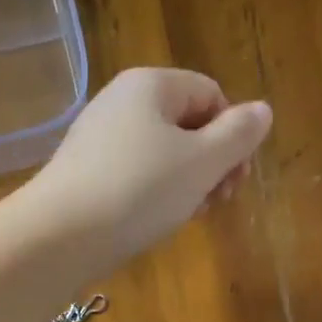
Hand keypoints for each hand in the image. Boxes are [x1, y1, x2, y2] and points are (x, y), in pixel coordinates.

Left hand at [27, 68, 272, 268]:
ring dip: (185, 184)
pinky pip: (132, 176)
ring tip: (186, 217)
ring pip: (159, 155)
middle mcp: (120, 102)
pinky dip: (152, 196)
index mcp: (151, 84)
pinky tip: (153, 223)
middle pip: (185, 125)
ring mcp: (97, 139)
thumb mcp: (201, 163)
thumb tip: (262, 111)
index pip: (210, 95)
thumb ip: (238, 135)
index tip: (236, 179)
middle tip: (216, 203)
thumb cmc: (139, 192)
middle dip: (210, 164)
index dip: (232, 136)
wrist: (59, 236)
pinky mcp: (82, 174)